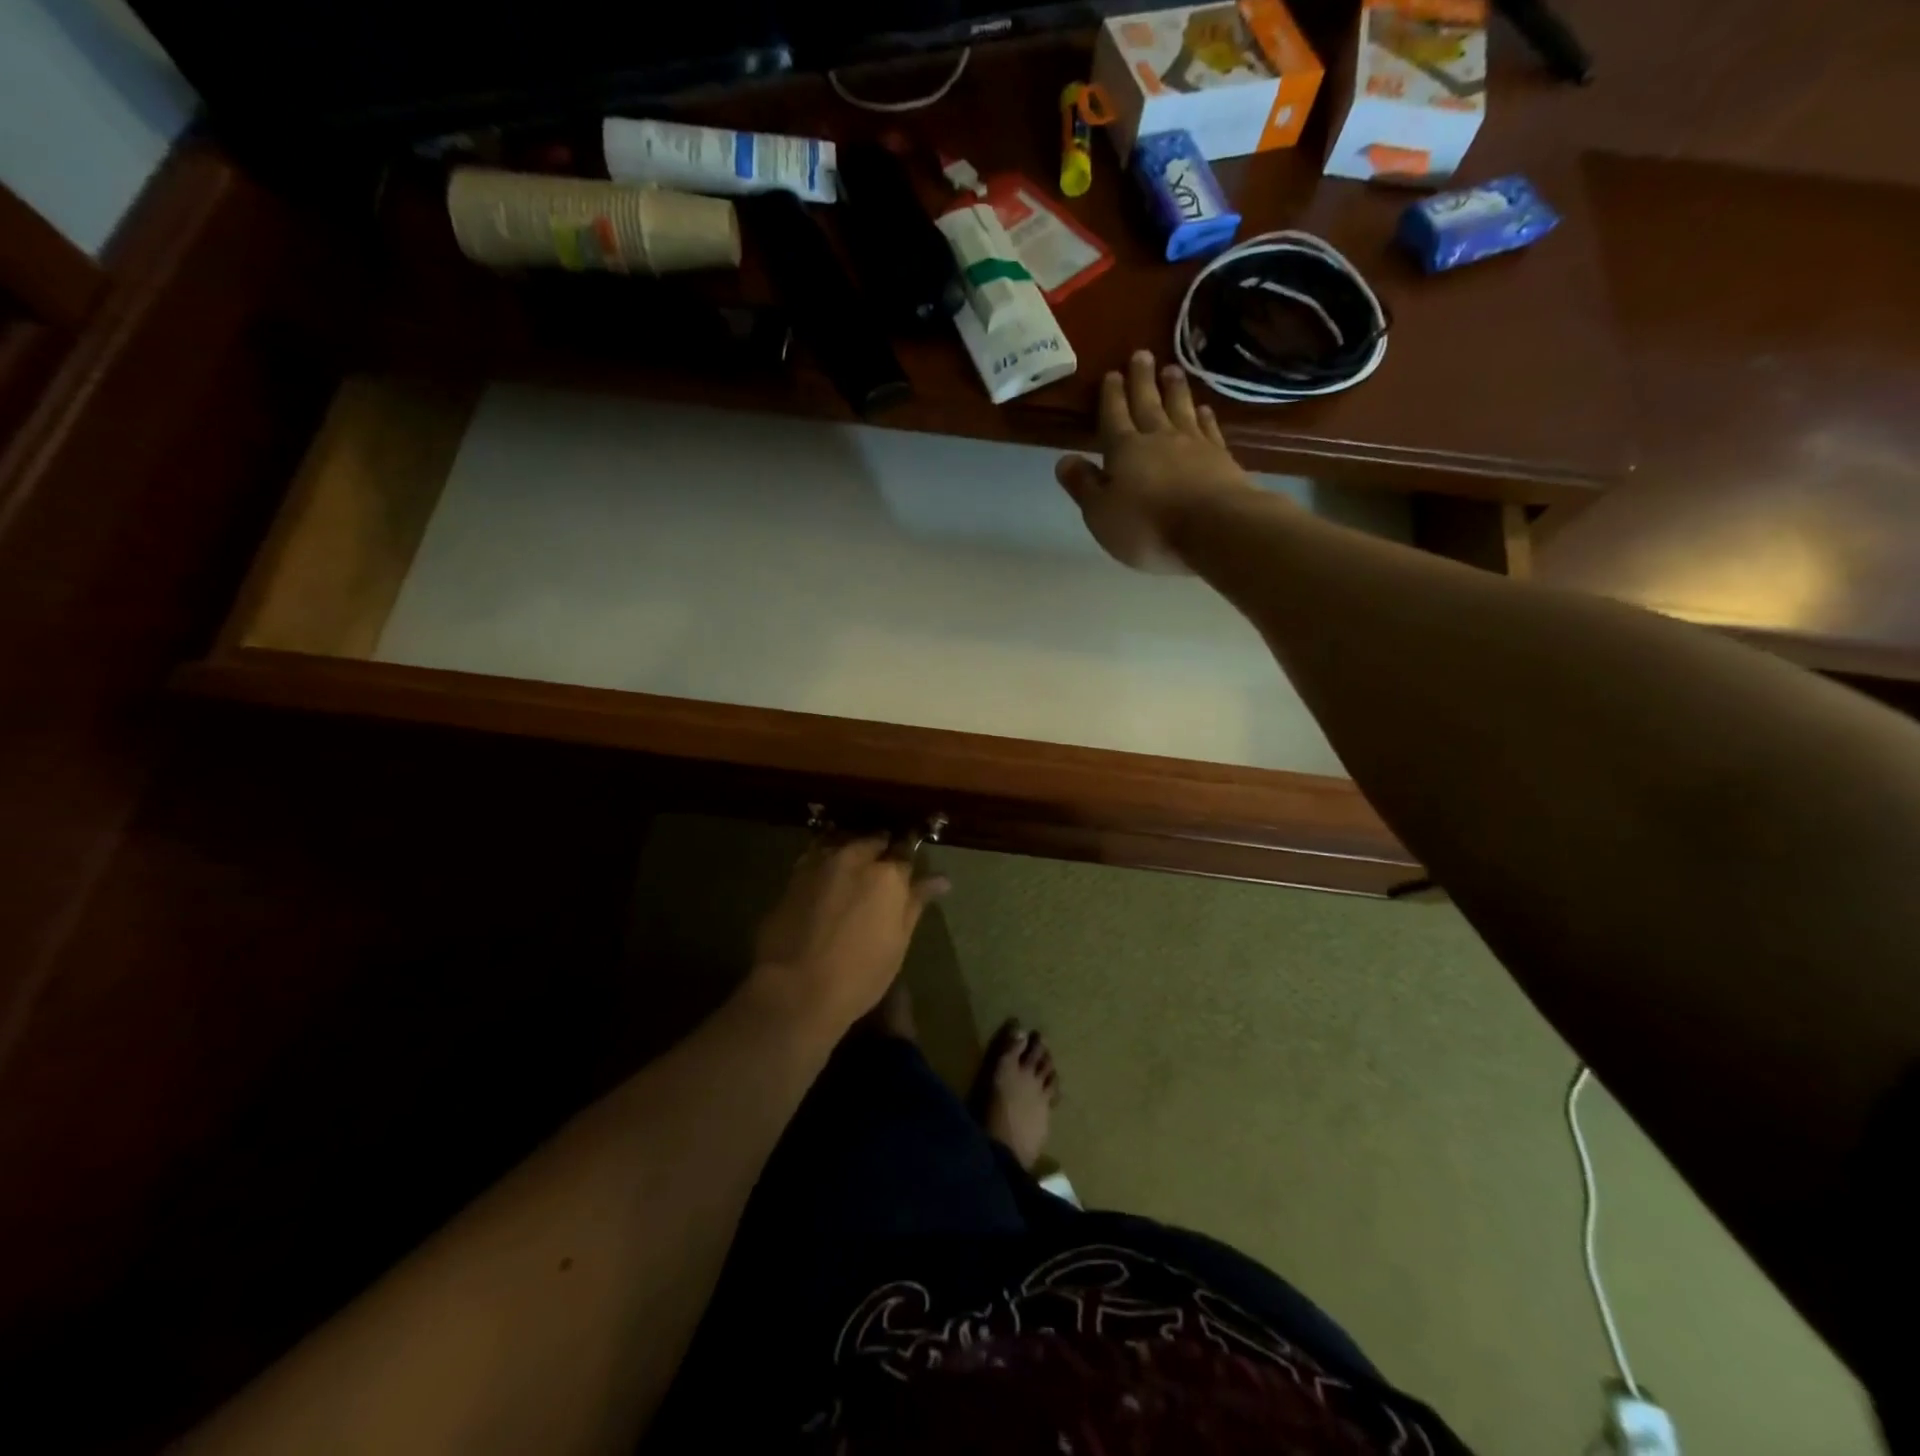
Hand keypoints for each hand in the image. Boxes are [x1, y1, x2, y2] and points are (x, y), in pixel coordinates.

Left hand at [746, 837, 948, 1038]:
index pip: (905, 853)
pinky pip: (816, 855)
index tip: (907, 875)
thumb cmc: (859, 974)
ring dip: (852, 851)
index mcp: (888, 874)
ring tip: (854, 871)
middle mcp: (855, 857)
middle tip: (881, 874)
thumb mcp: (898, 942)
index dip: (906, 864)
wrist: (795, 990)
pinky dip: (826, 860)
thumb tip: (941, 879)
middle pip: (873, 842)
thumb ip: (916, 903)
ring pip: (843, 843)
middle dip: (880, 851)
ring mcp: (821, 863)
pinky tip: (827, 877)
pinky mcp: (793, 875)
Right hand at [1055, 350, 1257, 572]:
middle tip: (1142, 354)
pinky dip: (1205, 416)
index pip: (1114, 415)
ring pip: (1180, 408)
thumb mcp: (1100, 513)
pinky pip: (1209, 429)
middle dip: (1142, 379)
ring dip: (1174, 389)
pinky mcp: (1220, 457)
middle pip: (1148, 403)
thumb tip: (1063, 460)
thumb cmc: (1146, 525)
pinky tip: (1204, 408)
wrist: (1212, 528)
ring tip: (1172, 369)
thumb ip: (1083, 485)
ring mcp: (1193, 444)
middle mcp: (1158, 438)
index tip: (1112, 374)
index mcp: (1124, 449)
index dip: (1112, 395)